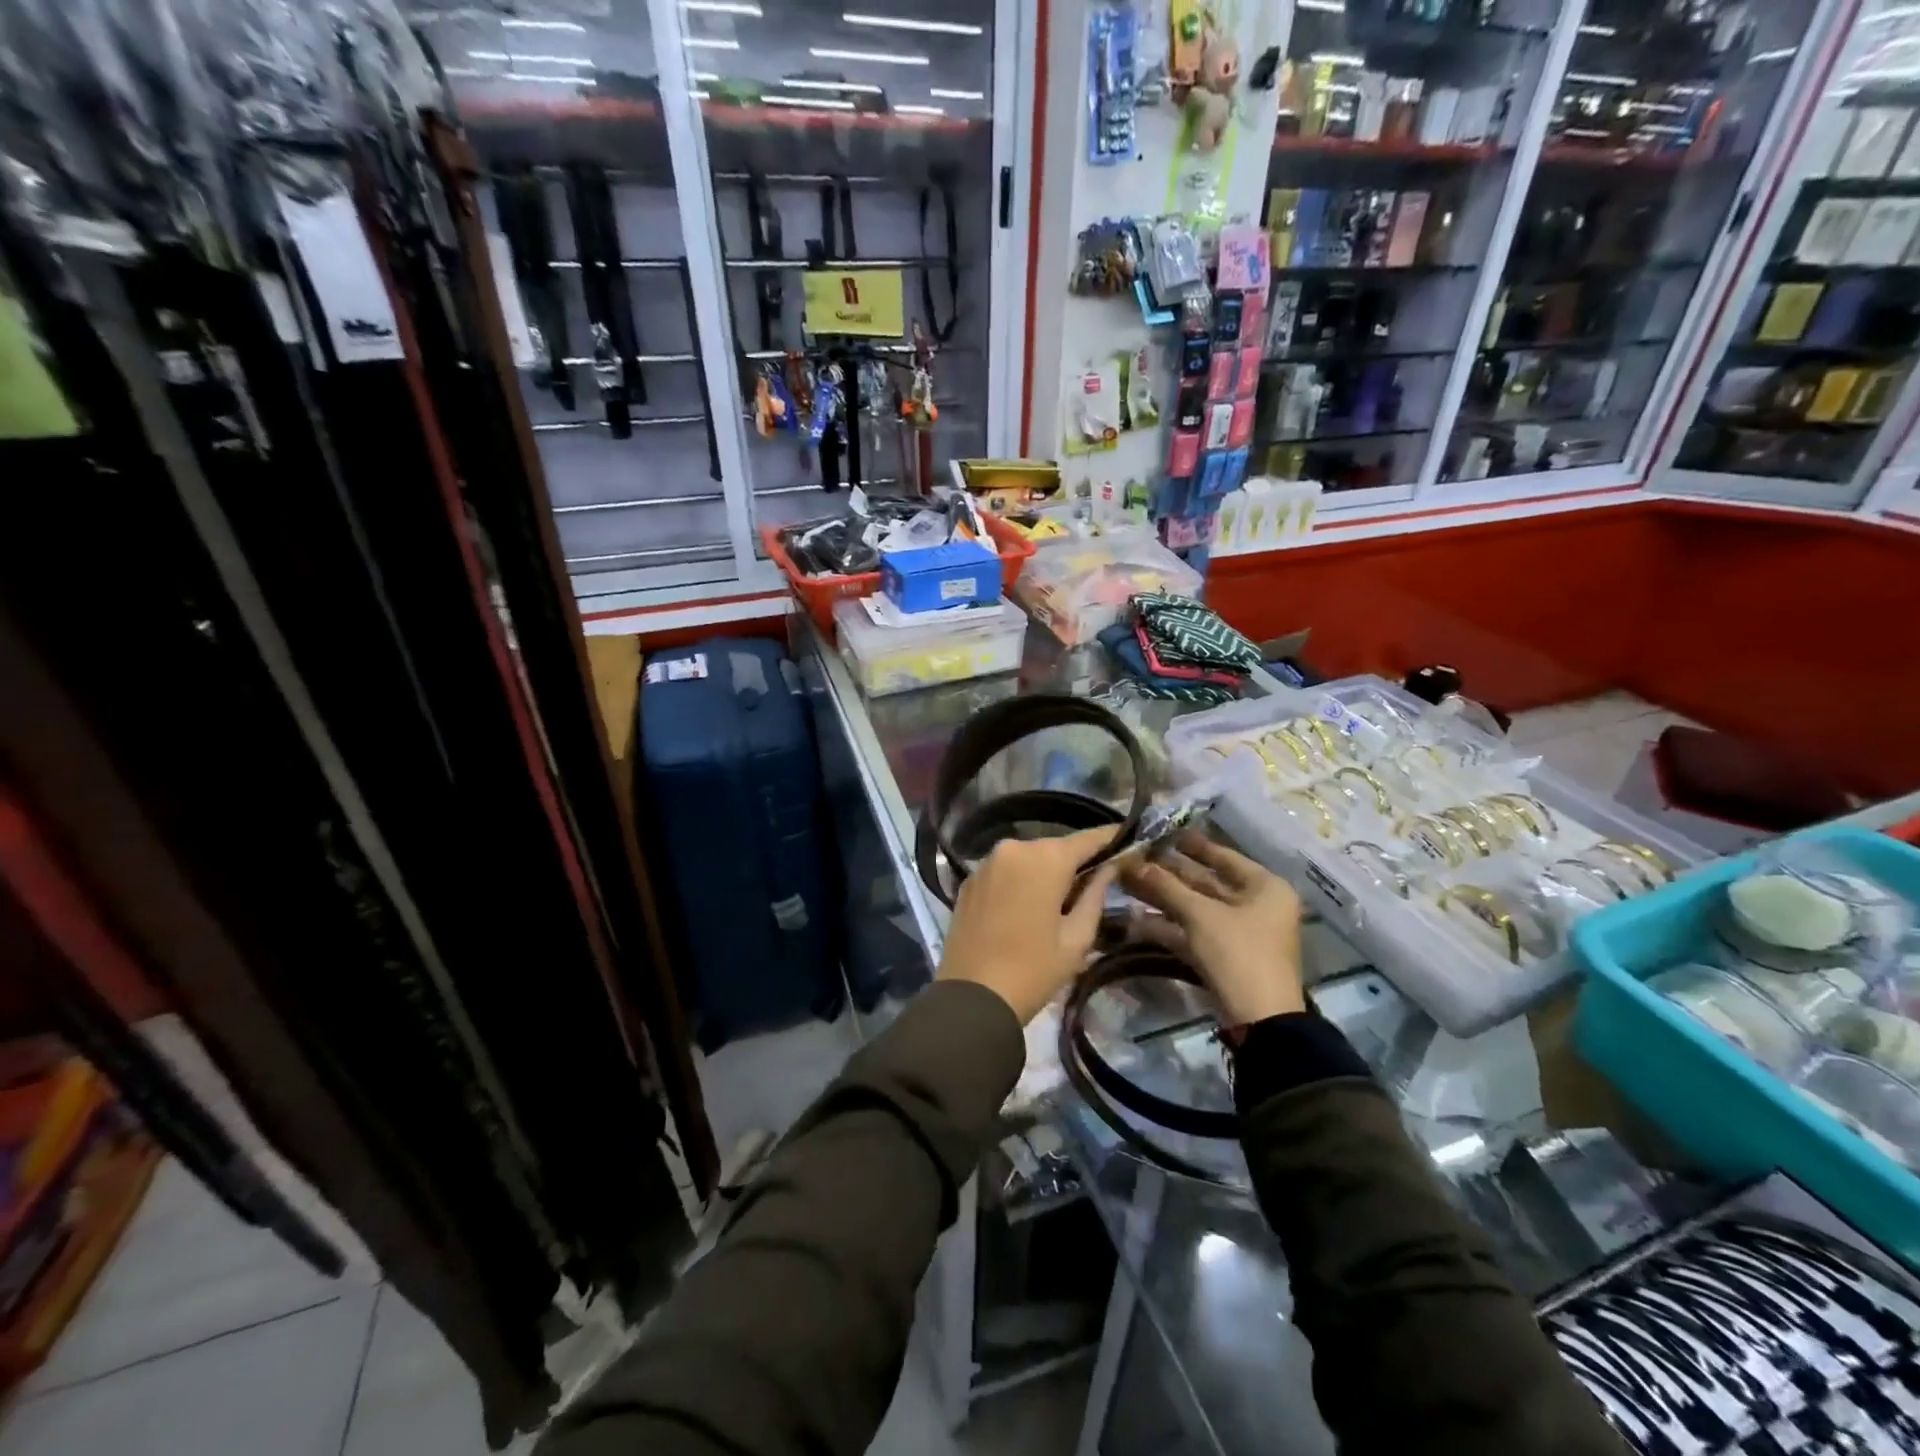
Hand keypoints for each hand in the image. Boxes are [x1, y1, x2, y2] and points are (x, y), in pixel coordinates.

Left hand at [936, 827, 1120, 1023]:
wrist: (972, 997)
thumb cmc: (1034, 969)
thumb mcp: (1077, 937)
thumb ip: (1096, 894)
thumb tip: (1110, 868)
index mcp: (1045, 858)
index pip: (1087, 838)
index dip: (1110, 838)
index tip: (1129, 840)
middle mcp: (1014, 848)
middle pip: (1055, 847)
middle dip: (1075, 861)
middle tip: (1096, 881)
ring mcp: (987, 862)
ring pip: (1028, 858)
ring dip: (1045, 872)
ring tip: (1061, 898)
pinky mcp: (969, 880)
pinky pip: (1005, 871)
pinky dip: (1020, 880)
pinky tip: (1027, 905)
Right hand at [1120, 833, 1304, 1024]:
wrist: (1260, 1021)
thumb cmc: (1239, 953)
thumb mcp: (1200, 915)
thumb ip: (1166, 886)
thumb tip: (1133, 862)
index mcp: (1264, 887)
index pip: (1223, 856)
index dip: (1190, 845)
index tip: (1160, 833)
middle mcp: (1256, 905)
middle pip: (1206, 882)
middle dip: (1168, 873)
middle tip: (1133, 858)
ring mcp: (1240, 932)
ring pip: (1195, 908)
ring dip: (1162, 899)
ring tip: (1126, 884)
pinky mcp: (1224, 956)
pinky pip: (1193, 932)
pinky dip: (1168, 926)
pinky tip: (1135, 920)